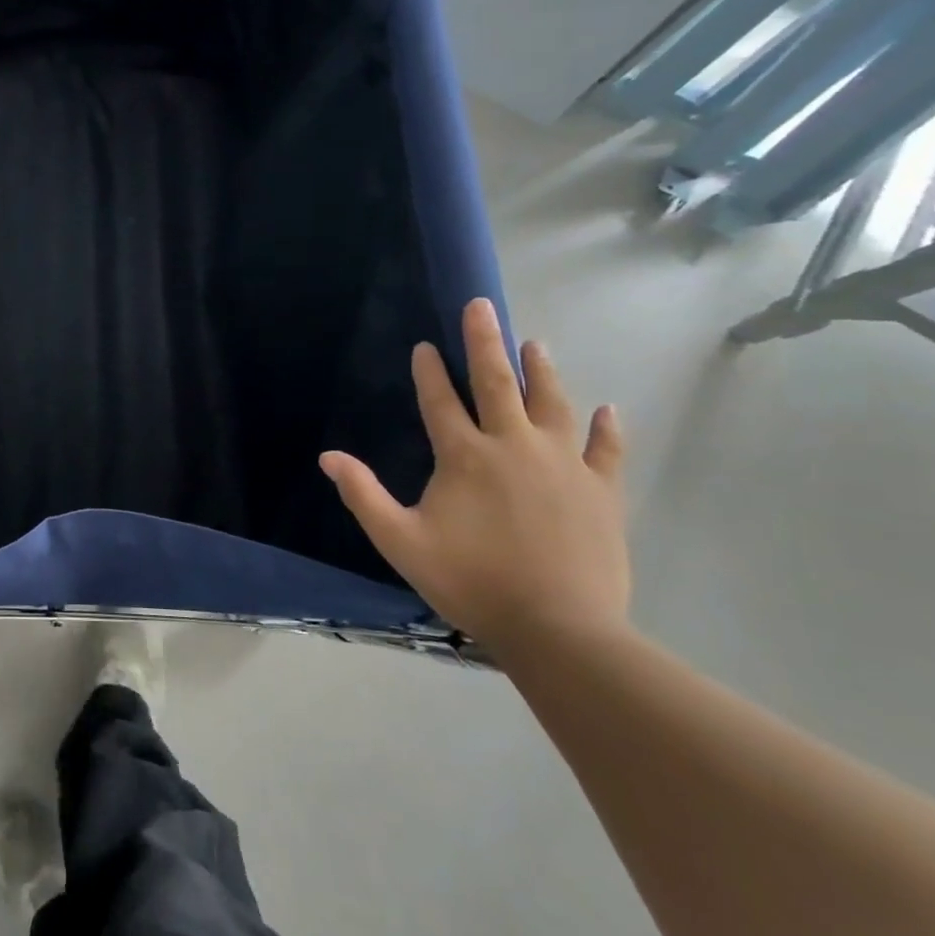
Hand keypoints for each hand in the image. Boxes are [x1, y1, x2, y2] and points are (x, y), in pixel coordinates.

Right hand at [319, 298, 628, 653]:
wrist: (559, 629)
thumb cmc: (471, 581)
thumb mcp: (400, 541)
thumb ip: (363, 495)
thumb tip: (327, 457)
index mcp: (464, 456)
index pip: (440, 401)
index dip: (428, 372)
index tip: (424, 346)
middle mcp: (513, 446)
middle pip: (497, 382)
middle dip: (485, 341)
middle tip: (481, 306)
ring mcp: (563, 465)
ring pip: (551, 403)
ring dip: (541, 370)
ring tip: (535, 342)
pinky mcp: (601, 490)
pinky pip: (606, 449)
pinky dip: (606, 427)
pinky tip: (606, 409)